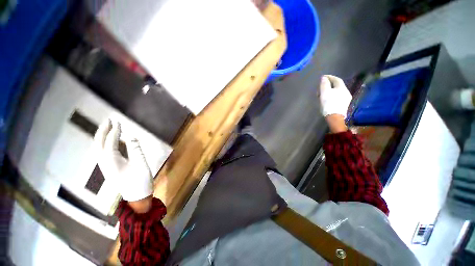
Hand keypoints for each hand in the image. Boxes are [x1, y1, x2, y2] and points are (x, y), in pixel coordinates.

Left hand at [94, 120, 152, 202]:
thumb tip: (131, 136)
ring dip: (102, 136)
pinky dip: (104, 144)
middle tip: (109, 120)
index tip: (119, 122)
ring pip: (98, 148)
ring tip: (108, 128)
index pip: (110, 141)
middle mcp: (104, 162)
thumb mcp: (141, 163)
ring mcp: (105, 167)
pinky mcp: (108, 169)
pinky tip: (111, 142)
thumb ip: (135, 149)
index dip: (115, 131)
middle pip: (99, 143)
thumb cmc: (140, 180)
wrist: (136, 197)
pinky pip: (102, 153)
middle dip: (103, 131)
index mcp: (112, 161)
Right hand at [319, 75, 351, 117]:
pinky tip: (327, 99)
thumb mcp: (324, 92)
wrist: (334, 117)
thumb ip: (324, 84)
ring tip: (322, 94)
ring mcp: (346, 99)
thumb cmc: (329, 103)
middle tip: (321, 87)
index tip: (323, 77)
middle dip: (329, 85)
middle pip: (337, 86)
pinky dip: (331, 96)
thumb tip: (324, 78)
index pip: (336, 79)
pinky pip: (337, 97)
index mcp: (342, 87)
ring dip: (330, 91)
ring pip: (337, 92)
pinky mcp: (343, 105)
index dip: (329, 77)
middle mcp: (346, 92)